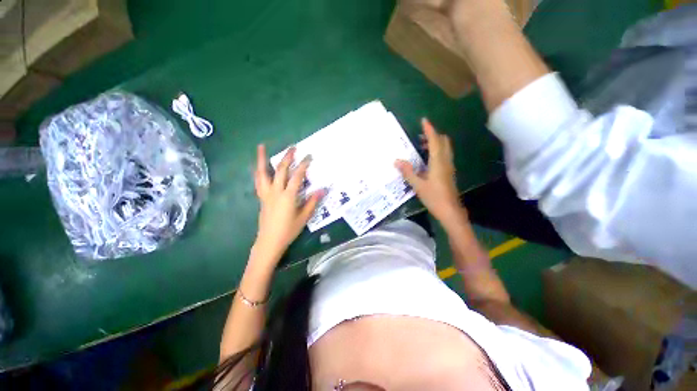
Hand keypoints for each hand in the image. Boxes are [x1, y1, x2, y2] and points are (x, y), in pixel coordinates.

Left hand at [253, 145, 321, 263]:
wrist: (269, 241)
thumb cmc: (288, 230)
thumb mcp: (304, 217)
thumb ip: (312, 202)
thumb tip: (323, 189)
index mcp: (288, 196)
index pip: (297, 176)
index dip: (304, 165)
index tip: (309, 156)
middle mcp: (276, 191)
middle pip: (281, 170)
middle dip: (288, 157)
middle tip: (293, 148)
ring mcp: (266, 193)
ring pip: (263, 173)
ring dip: (262, 159)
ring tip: (261, 146)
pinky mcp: (261, 197)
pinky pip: (258, 181)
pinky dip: (258, 171)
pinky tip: (257, 166)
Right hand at [395, 119, 464, 225]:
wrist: (450, 211)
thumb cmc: (434, 197)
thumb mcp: (418, 185)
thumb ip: (408, 172)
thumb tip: (396, 161)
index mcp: (438, 162)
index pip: (435, 141)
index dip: (429, 130)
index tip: (423, 121)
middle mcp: (445, 161)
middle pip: (443, 142)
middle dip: (433, 135)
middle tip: (420, 136)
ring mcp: (449, 167)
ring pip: (444, 148)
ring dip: (435, 143)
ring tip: (420, 146)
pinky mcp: (449, 172)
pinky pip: (444, 156)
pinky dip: (436, 151)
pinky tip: (426, 159)